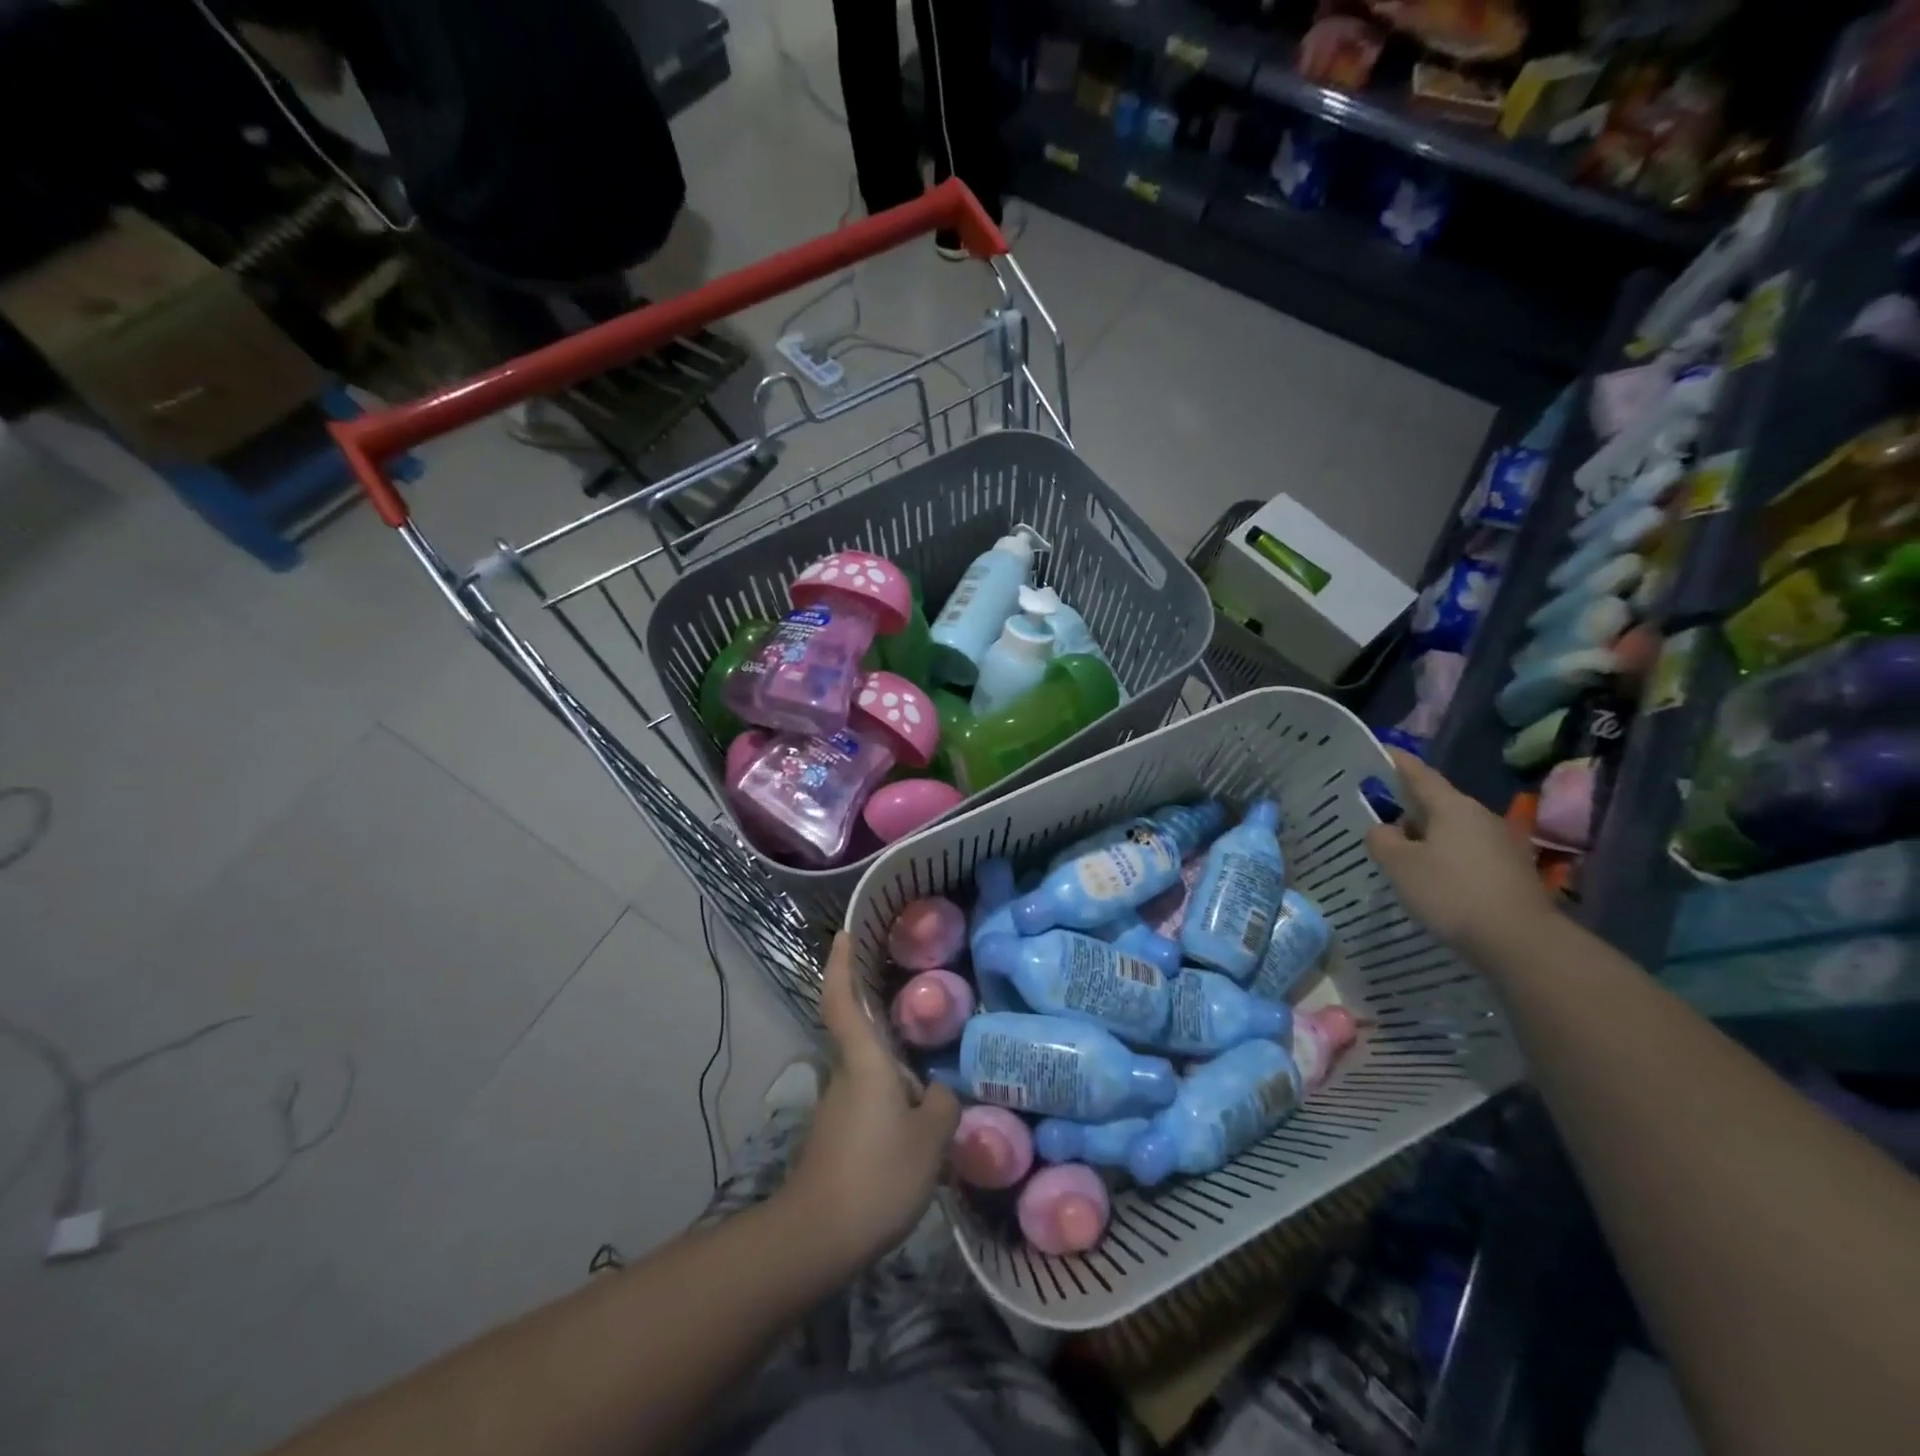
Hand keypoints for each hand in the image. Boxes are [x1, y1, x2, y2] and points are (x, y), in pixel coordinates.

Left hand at [781, 934, 959, 1270]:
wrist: (818, 1237)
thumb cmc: (877, 1173)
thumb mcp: (930, 1139)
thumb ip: (943, 1104)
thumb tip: (942, 1090)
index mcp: (864, 1061)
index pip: (843, 1000)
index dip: (841, 965)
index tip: (844, 934)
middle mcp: (846, 1074)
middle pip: (860, 1035)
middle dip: (882, 1020)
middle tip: (922, 1009)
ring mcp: (837, 1107)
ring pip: (870, 1074)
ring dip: (896, 1071)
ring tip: (937, 1076)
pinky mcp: (838, 1137)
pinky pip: (870, 1103)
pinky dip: (892, 1101)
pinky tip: (920, 1123)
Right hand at [1365, 749, 1555, 960]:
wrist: (1520, 942)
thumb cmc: (1451, 892)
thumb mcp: (1399, 865)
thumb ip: (1382, 839)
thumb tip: (1384, 829)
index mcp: (1452, 806)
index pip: (1419, 774)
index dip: (1396, 762)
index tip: (1379, 751)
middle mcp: (1479, 817)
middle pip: (1437, 803)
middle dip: (1407, 806)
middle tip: (1377, 815)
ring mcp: (1500, 844)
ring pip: (1451, 830)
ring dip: (1425, 836)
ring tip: (1399, 852)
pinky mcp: (1509, 871)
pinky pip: (1466, 853)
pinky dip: (1443, 857)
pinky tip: (1429, 878)